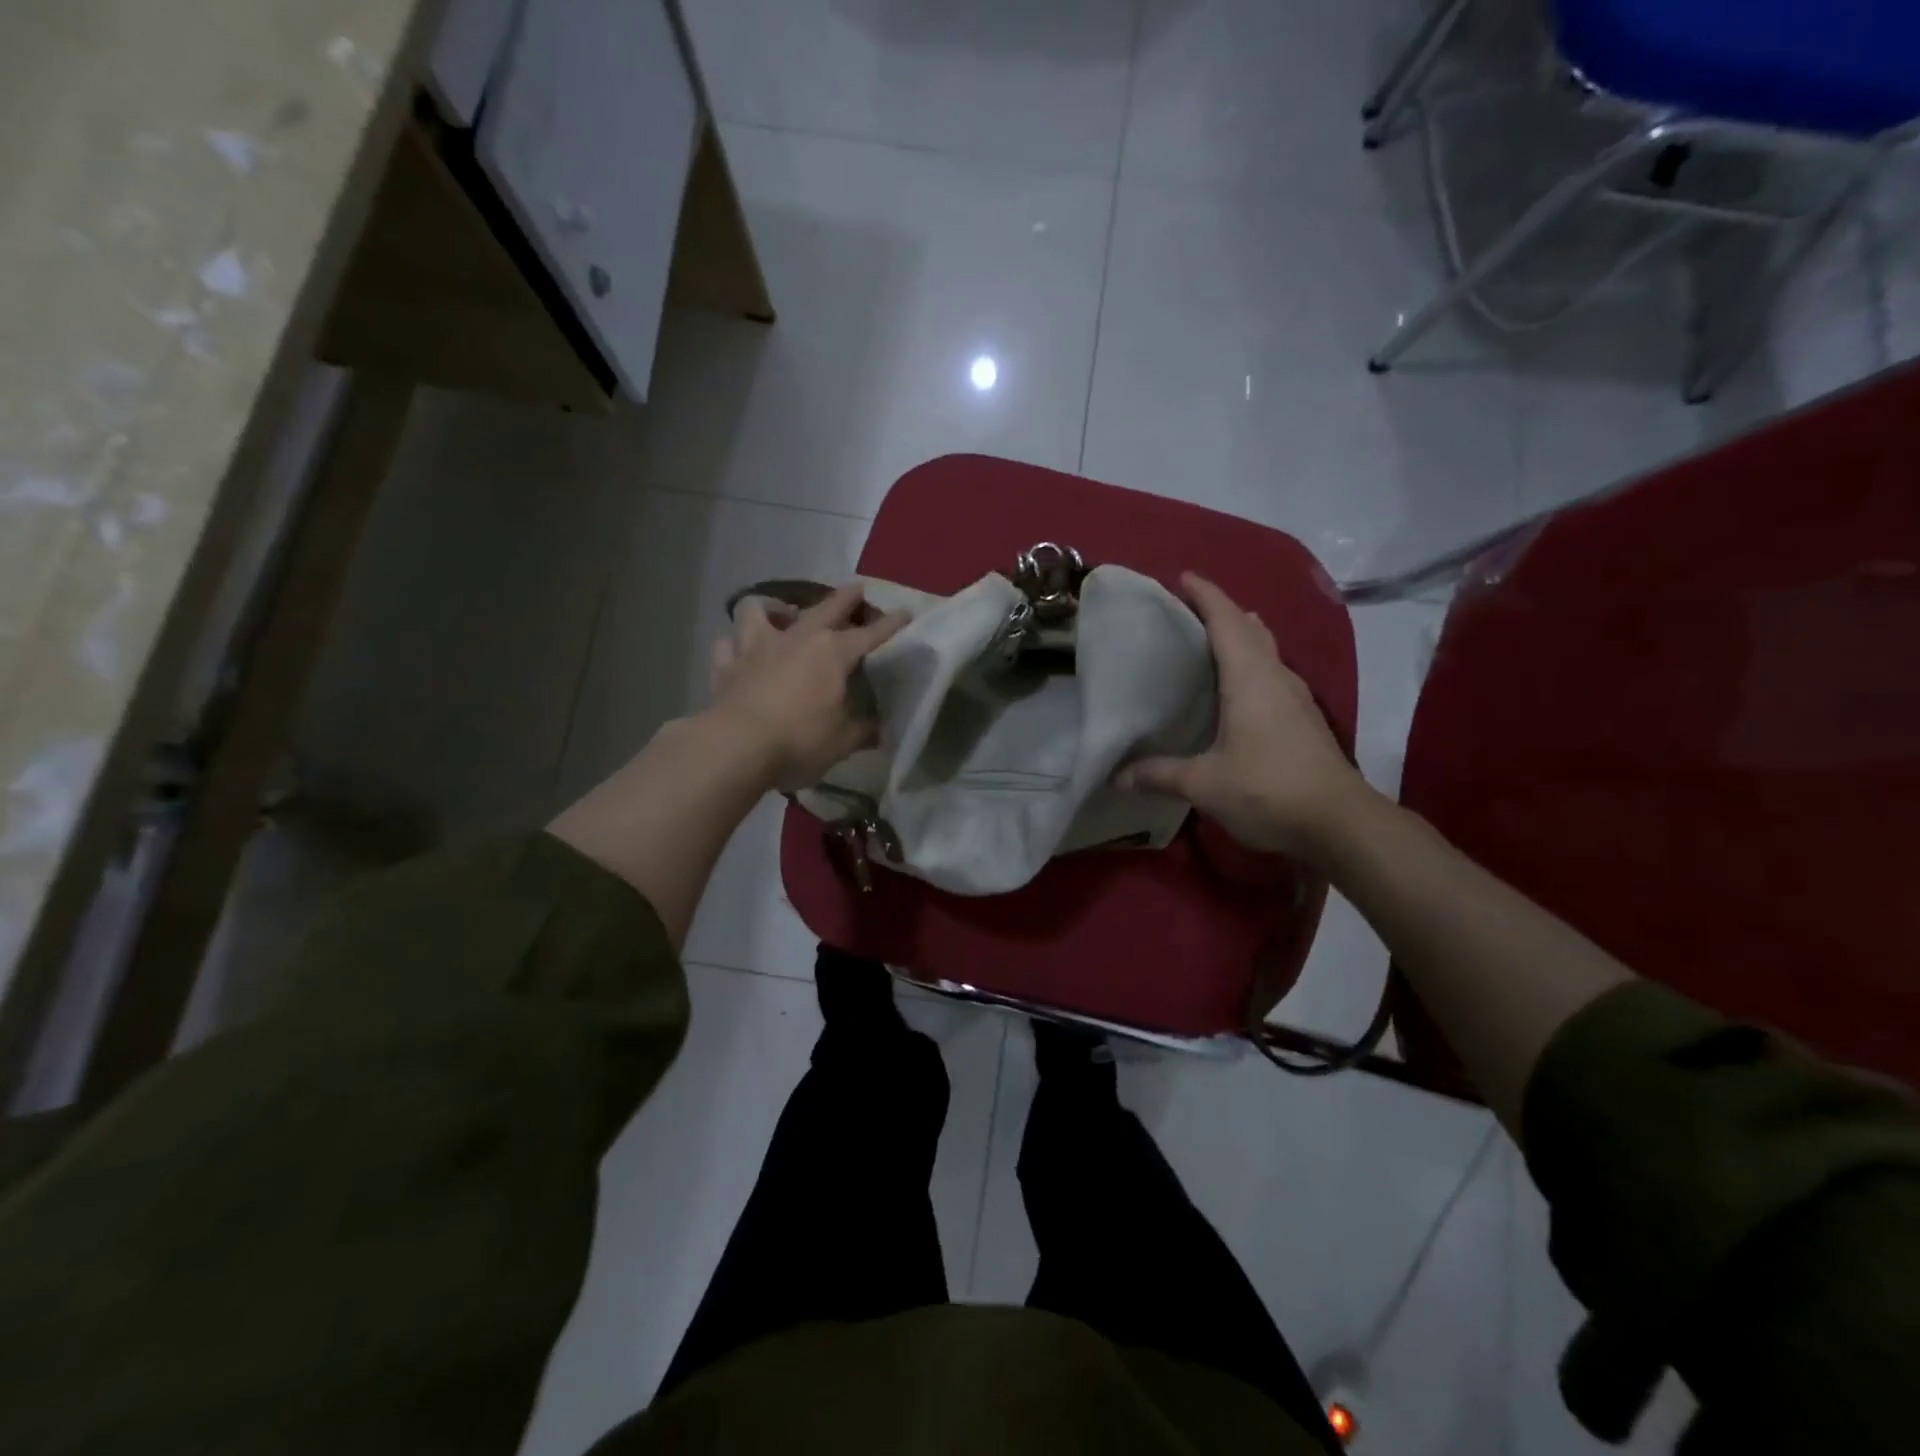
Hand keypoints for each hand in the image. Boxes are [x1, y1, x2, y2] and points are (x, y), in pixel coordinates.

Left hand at [707, 584, 908, 791]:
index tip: (905, 613)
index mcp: (832, 653)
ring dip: (772, 608)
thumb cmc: (799, 740)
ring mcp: (756, 647)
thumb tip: (878, 728)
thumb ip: (863, 730)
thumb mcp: (843, 741)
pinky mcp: (726, 665)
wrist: (737, 746)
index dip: (890, 624)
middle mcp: (796, 638)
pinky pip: (728, 645)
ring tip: (781, 614)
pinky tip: (740, 651)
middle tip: (856, 590)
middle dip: (846, 598)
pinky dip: (735, 645)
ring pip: (759, 609)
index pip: (869, 634)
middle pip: (825, 608)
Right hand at [1116, 573, 1375, 859]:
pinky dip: (1251, 665)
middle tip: (1189, 612)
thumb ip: (1159, 774)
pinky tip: (1236, 689)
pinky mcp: (1303, 719)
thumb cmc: (1268, 789)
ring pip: (1266, 650)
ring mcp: (1295, 697)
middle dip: (1222, 612)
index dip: (1206, 595)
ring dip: (1241, 637)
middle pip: (1250, 628)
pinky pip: (1272, 675)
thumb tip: (1117, 776)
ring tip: (1210, 641)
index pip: (1226, 620)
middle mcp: (1275, 677)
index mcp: (1249, 677)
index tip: (1183, 577)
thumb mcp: (1204, 784)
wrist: (1340, 823)